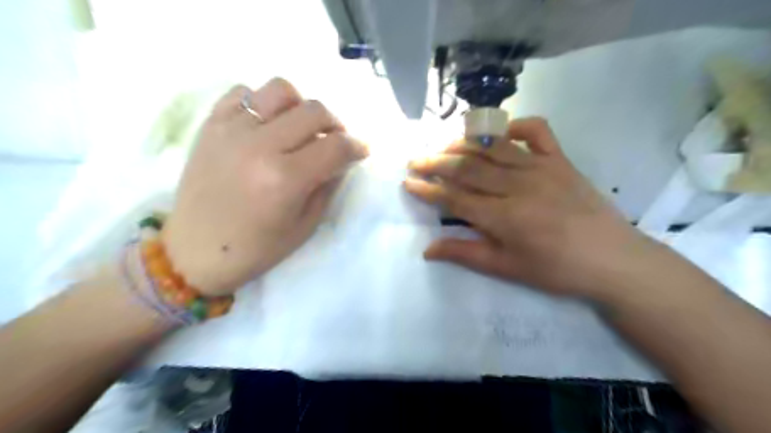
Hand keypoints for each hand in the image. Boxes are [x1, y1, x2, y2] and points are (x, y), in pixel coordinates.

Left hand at [159, 78, 365, 295]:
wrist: (194, 251)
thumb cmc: (255, 249)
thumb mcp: (305, 226)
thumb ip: (328, 186)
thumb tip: (343, 158)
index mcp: (285, 179)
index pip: (335, 146)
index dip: (356, 146)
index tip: (361, 151)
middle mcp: (259, 146)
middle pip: (314, 111)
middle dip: (336, 125)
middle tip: (335, 141)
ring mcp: (231, 130)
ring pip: (280, 90)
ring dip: (301, 106)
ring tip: (300, 127)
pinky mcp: (210, 125)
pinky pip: (243, 92)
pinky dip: (263, 103)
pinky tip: (267, 125)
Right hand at [404, 116, 648, 298]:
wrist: (613, 260)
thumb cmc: (556, 270)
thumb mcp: (507, 268)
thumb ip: (465, 254)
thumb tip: (427, 250)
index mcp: (504, 217)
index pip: (455, 198)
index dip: (428, 190)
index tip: (408, 182)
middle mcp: (518, 186)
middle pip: (468, 168)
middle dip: (436, 163)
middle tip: (415, 159)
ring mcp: (540, 168)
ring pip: (492, 147)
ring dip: (463, 144)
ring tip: (441, 146)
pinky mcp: (560, 160)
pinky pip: (536, 131)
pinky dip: (516, 125)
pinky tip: (500, 131)